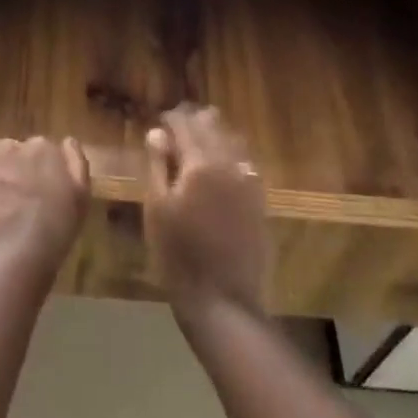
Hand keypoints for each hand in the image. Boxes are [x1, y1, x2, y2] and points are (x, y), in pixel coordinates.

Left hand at [0, 136, 89, 276]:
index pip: (42, 150)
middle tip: (18, 199)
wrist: (8, 258)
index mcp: (44, 149)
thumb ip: (76, 164)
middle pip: (15, 150)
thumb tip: (67, 141)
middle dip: (17, 169)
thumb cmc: (52, 233)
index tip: (41, 191)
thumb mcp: (80, 199)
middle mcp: (13, 144)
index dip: (41, 172)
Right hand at [144, 105, 267, 320]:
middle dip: (193, 121)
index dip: (171, 118)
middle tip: (175, 129)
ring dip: (214, 135)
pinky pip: (245, 164)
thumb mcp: (157, 209)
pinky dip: (230, 156)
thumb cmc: (178, 255)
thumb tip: (158, 133)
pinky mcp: (259, 201)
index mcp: (200, 163)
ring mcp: (249, 182)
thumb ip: (158, 166)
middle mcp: (229, 164)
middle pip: (213, 125)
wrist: (223, 300)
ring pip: (233, 141)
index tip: (159, 120)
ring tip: (195, 143)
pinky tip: (218, 168)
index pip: (185, 123)